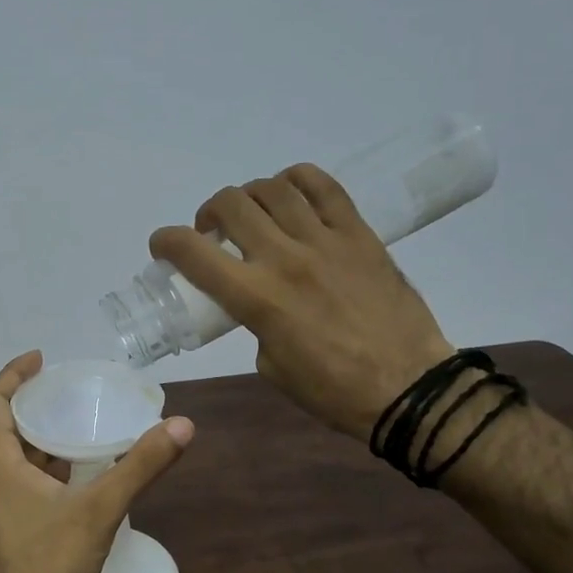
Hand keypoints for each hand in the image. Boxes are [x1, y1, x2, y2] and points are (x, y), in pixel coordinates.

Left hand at [0, 352, 193, 572]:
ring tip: (74, 420)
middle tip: (66, 387)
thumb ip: (141, 465)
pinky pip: (18, 478)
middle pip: (2, 425)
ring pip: (11, 455)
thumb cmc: (54, 561)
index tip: (40, 357)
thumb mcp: (102, 507)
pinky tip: (73, 469)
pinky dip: (41, 463)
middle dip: (31, 402)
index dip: (14, 373)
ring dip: (37, 435)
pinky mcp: (3, 524)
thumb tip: (183, 425)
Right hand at [149, 165, 453, 438]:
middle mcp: (285, 258)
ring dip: (249, 196)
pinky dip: (296, 181)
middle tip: (213, 233)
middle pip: (231, 205)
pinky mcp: (360, 234)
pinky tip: (290, 194)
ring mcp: (326, 241)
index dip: (166, 241)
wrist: (409, 388)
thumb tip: (258, 301)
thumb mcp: (271, 366)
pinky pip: (324, 187)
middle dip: (208, 214)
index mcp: (257, 298)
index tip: (162, 246)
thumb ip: (255, 323)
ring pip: (273, 189)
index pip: (194, 253)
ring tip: (253, 214)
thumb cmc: (333, 391)